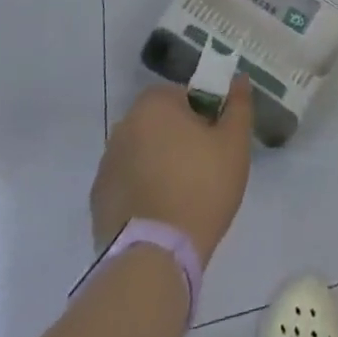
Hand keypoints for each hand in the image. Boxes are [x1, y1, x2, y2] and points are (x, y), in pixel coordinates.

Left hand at [91, 79, 253, 264]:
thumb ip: (239, 104)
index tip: (217, 140)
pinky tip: (161, 212)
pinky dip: (142, 189)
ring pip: (144, 152)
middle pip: (162, 123)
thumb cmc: (202, 187)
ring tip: (182, 194)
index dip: (206, 114)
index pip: (186, 95)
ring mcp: (106, 164)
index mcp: (154, 104)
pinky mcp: (98, 200)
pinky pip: (128, 182)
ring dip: (160, 162)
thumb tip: (239, 79)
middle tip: (204, 166)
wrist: (155, 258)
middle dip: (181, 137)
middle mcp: (123, 126)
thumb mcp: (234, 142)